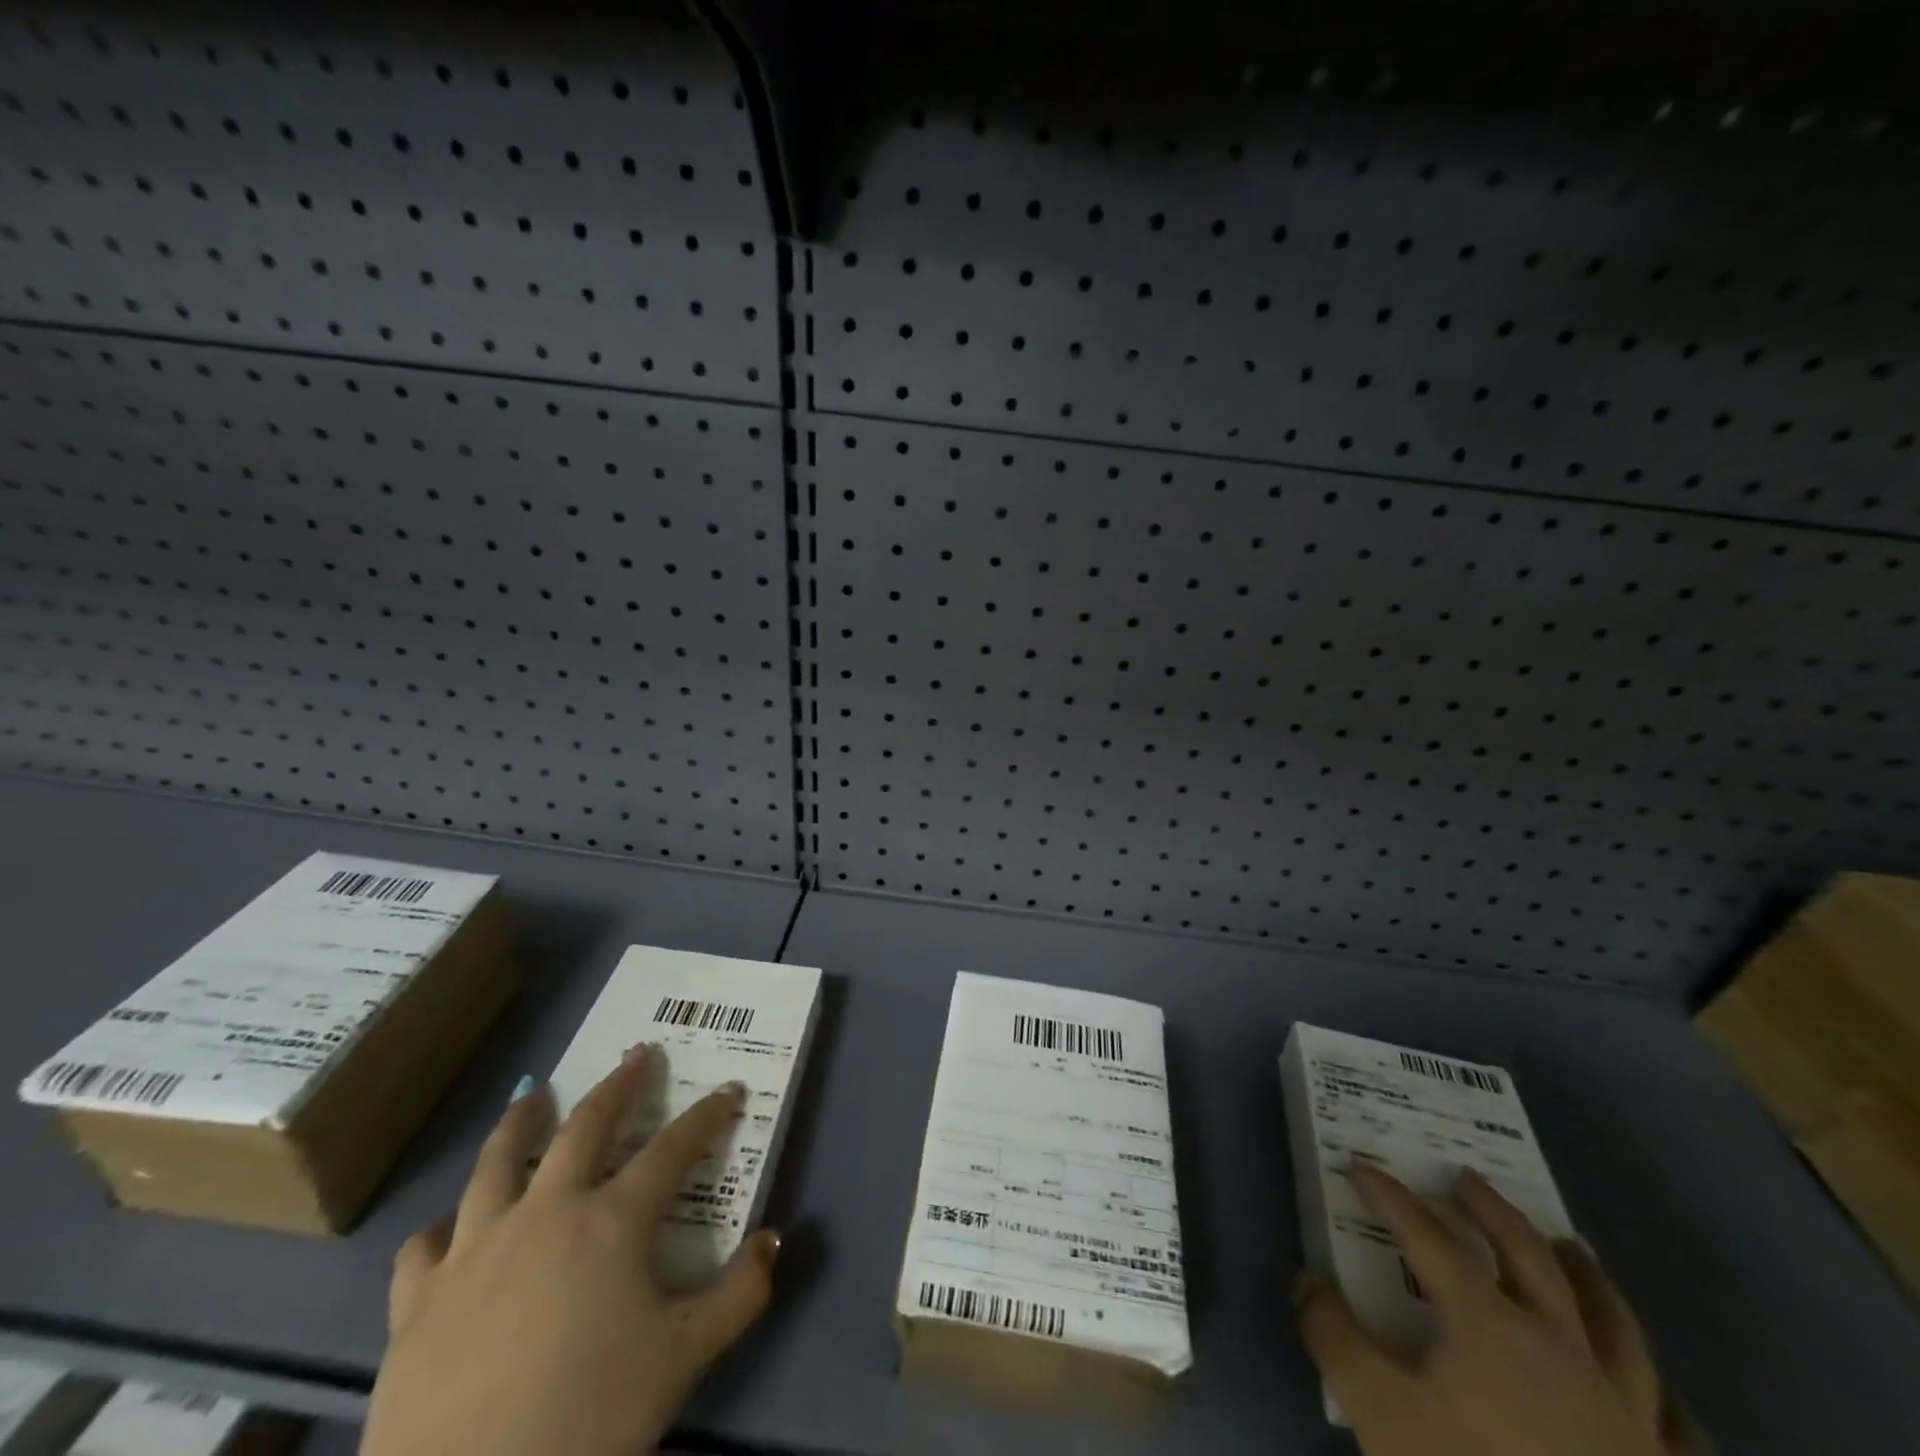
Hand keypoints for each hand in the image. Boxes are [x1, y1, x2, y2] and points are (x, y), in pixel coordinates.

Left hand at [363, 1045, 779, 1455]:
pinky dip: (443, 1227)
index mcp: (611, 1222)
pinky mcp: (418, 1298)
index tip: (729, 1091)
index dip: (706, 1116)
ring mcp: (476, 1249)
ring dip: (520, 1122)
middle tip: (637, 1056)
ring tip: (532, 1095)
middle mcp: (545, 1212)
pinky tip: (450, 1226)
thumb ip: (739, 1294)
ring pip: (497, 1162)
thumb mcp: (683, 1359)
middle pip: (585, 1128)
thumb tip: (775, 1237)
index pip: (672, 1150)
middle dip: (618, 1086)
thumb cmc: (588, 1418)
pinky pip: (427, 1245)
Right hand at [1296, 1162, 1705, 1455]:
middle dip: (1491, 1209)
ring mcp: (1625, 1411)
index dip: (1391, 1197)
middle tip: (1464, 1178)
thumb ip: (1332, 1337)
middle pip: (1529, 1256)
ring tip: (1573, 1245)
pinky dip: (1666, 1396)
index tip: (1361, 1166)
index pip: (1430, 1237)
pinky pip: (1678, 1426)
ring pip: (1614, 1323)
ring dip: (1589, 1275)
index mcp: (1490, 1324)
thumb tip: (1306, 1278)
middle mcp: (1563, 1348)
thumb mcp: (1377, 1412)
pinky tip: (1665, 1391)